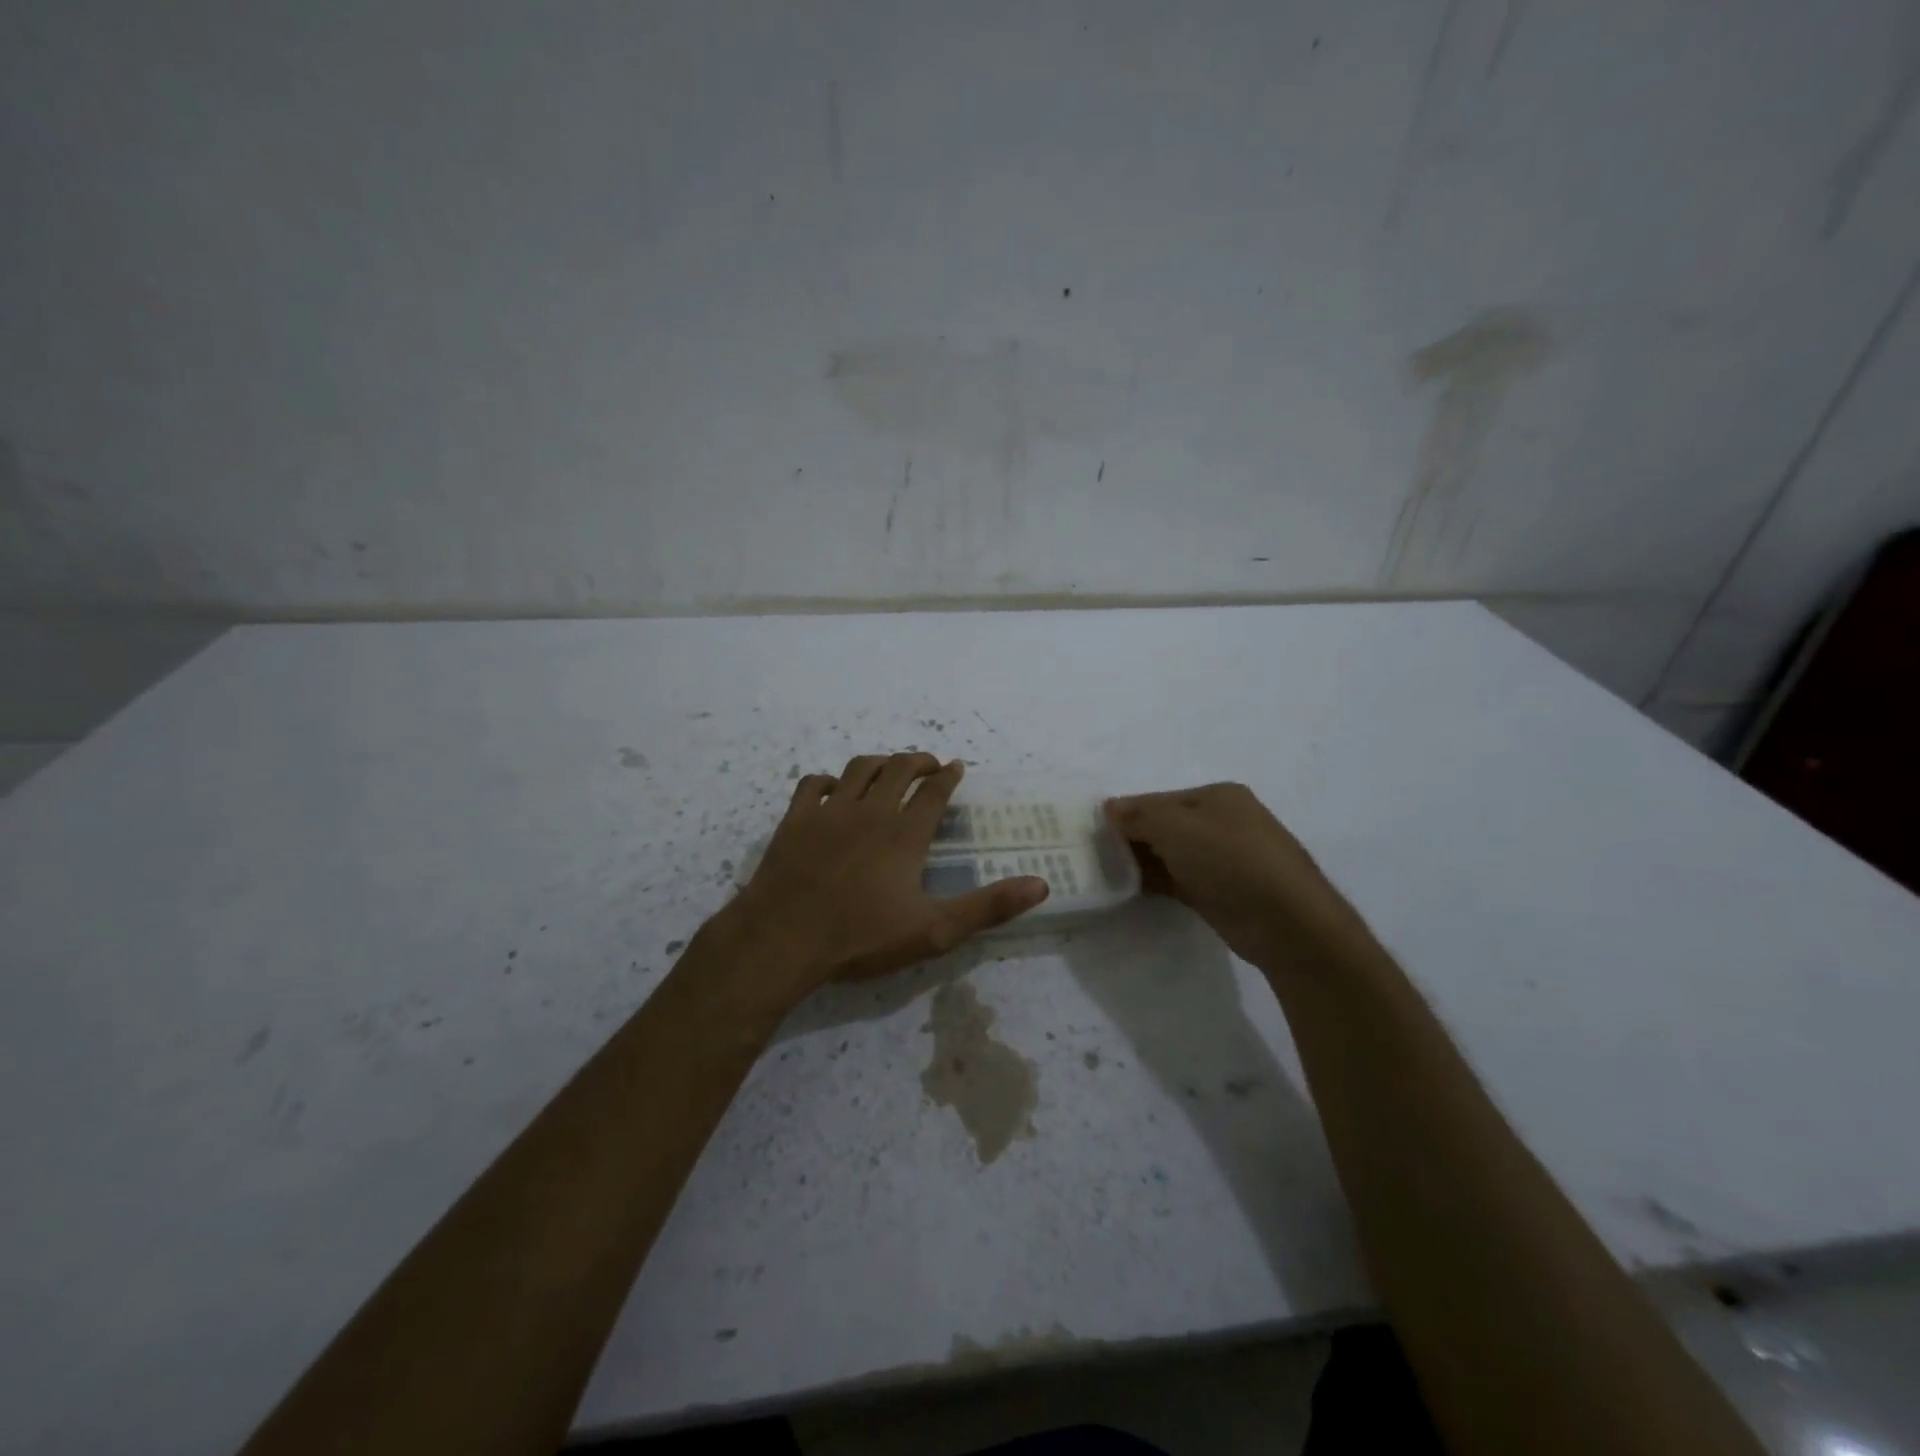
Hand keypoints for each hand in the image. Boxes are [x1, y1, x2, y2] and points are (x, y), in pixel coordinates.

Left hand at [720, 753, 1047, 1003]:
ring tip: (889, 768)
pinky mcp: (795, 821)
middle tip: (929, 764)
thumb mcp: (934, 931)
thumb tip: (1040, 884)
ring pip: (858, 769)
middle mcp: (870, 812)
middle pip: (898, 769)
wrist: (783, 940)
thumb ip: (987, 906)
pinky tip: (834, 790)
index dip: (948, 776)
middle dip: (918, 761)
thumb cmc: (860, 937)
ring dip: (879, 763)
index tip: (956, 766)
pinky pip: (813, 785)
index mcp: (904, 834)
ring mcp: (829, 812)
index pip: (934, 792)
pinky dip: (828, 781)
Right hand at [1106, 783, 1366, 971]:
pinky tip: (1129, 889)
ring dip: (1141, 861)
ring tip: (1104, 872)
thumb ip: (1140, 815)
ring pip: (1171, 854)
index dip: (1126, 812)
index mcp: (1218, 796)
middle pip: (1165, 825)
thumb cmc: (1231, 860)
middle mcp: (1223, 822)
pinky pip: (1179, 880)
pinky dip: (1156, 882)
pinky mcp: (1222, 893)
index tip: (1092, 829)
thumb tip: (1109, 808)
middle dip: (1132, 836)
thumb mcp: (1177, 827)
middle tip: (1094, 852)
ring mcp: (1224, 859)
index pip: (1159, 799)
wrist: (1288, 923)